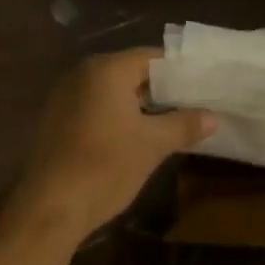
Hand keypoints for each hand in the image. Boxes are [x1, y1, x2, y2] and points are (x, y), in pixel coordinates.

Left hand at [8, 49, 216, 237]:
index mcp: (106, 70)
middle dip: (162, 89)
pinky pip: (96, 107)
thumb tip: (213, 117)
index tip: (204, 85)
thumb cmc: (105, 166)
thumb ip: (184, 124)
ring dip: (140, 104)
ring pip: (113, 92)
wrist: (51, 206)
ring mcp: (65, 96)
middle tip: (195, 103)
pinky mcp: (57, 120)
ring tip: (173, 120)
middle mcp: (82, 74)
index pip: (152, 57)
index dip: (180, 71)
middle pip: (131, 72)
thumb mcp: (153, 144)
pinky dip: (118, 116)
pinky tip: (137, 136)